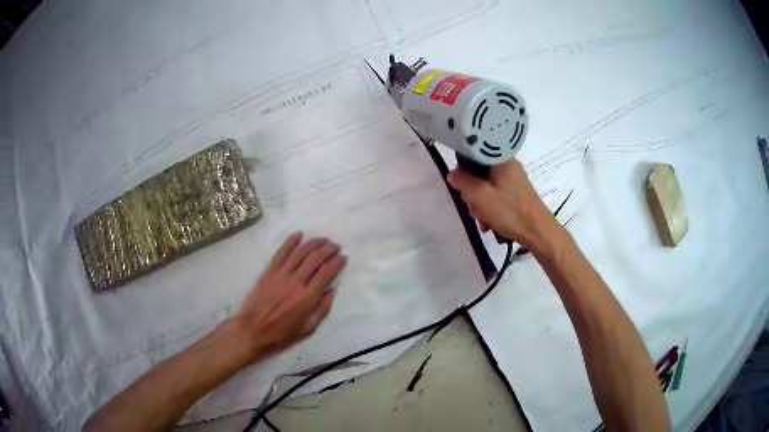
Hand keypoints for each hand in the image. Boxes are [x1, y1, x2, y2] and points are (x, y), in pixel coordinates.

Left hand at [231, 232, 345, 362]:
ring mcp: (280, 275)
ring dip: (314, 243)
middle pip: (315, 258)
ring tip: (323, 240)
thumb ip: (322, 309)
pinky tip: (299, 235)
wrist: (252, 330)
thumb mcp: (307, 328)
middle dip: (328, 249)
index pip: (327, 272)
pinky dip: (290, 242)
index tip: (343, 257)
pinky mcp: (269, 271)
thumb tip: (333, 290)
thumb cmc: (281, 334)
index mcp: (307, 298)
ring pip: (300, 252)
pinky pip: (281, 252)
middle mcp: (295, 282)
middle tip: (335, 247)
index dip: (337, 262)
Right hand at [447, 159, 555, 249]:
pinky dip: (489, 206)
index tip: (460, 184)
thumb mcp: (480, 196)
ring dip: (479, 202)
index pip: (475, 153)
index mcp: (501, 159)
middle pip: (480, 171)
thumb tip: (452, 173)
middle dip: (472, 190)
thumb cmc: (509, 211)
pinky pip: (496, 194)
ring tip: (481, 219)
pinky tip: (489, 222)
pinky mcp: (516, 192)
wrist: (537, 231)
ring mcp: (513, 179)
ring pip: (487, 185)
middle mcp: (508, 165)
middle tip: (471, 206)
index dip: (463, 167)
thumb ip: (463, 182)